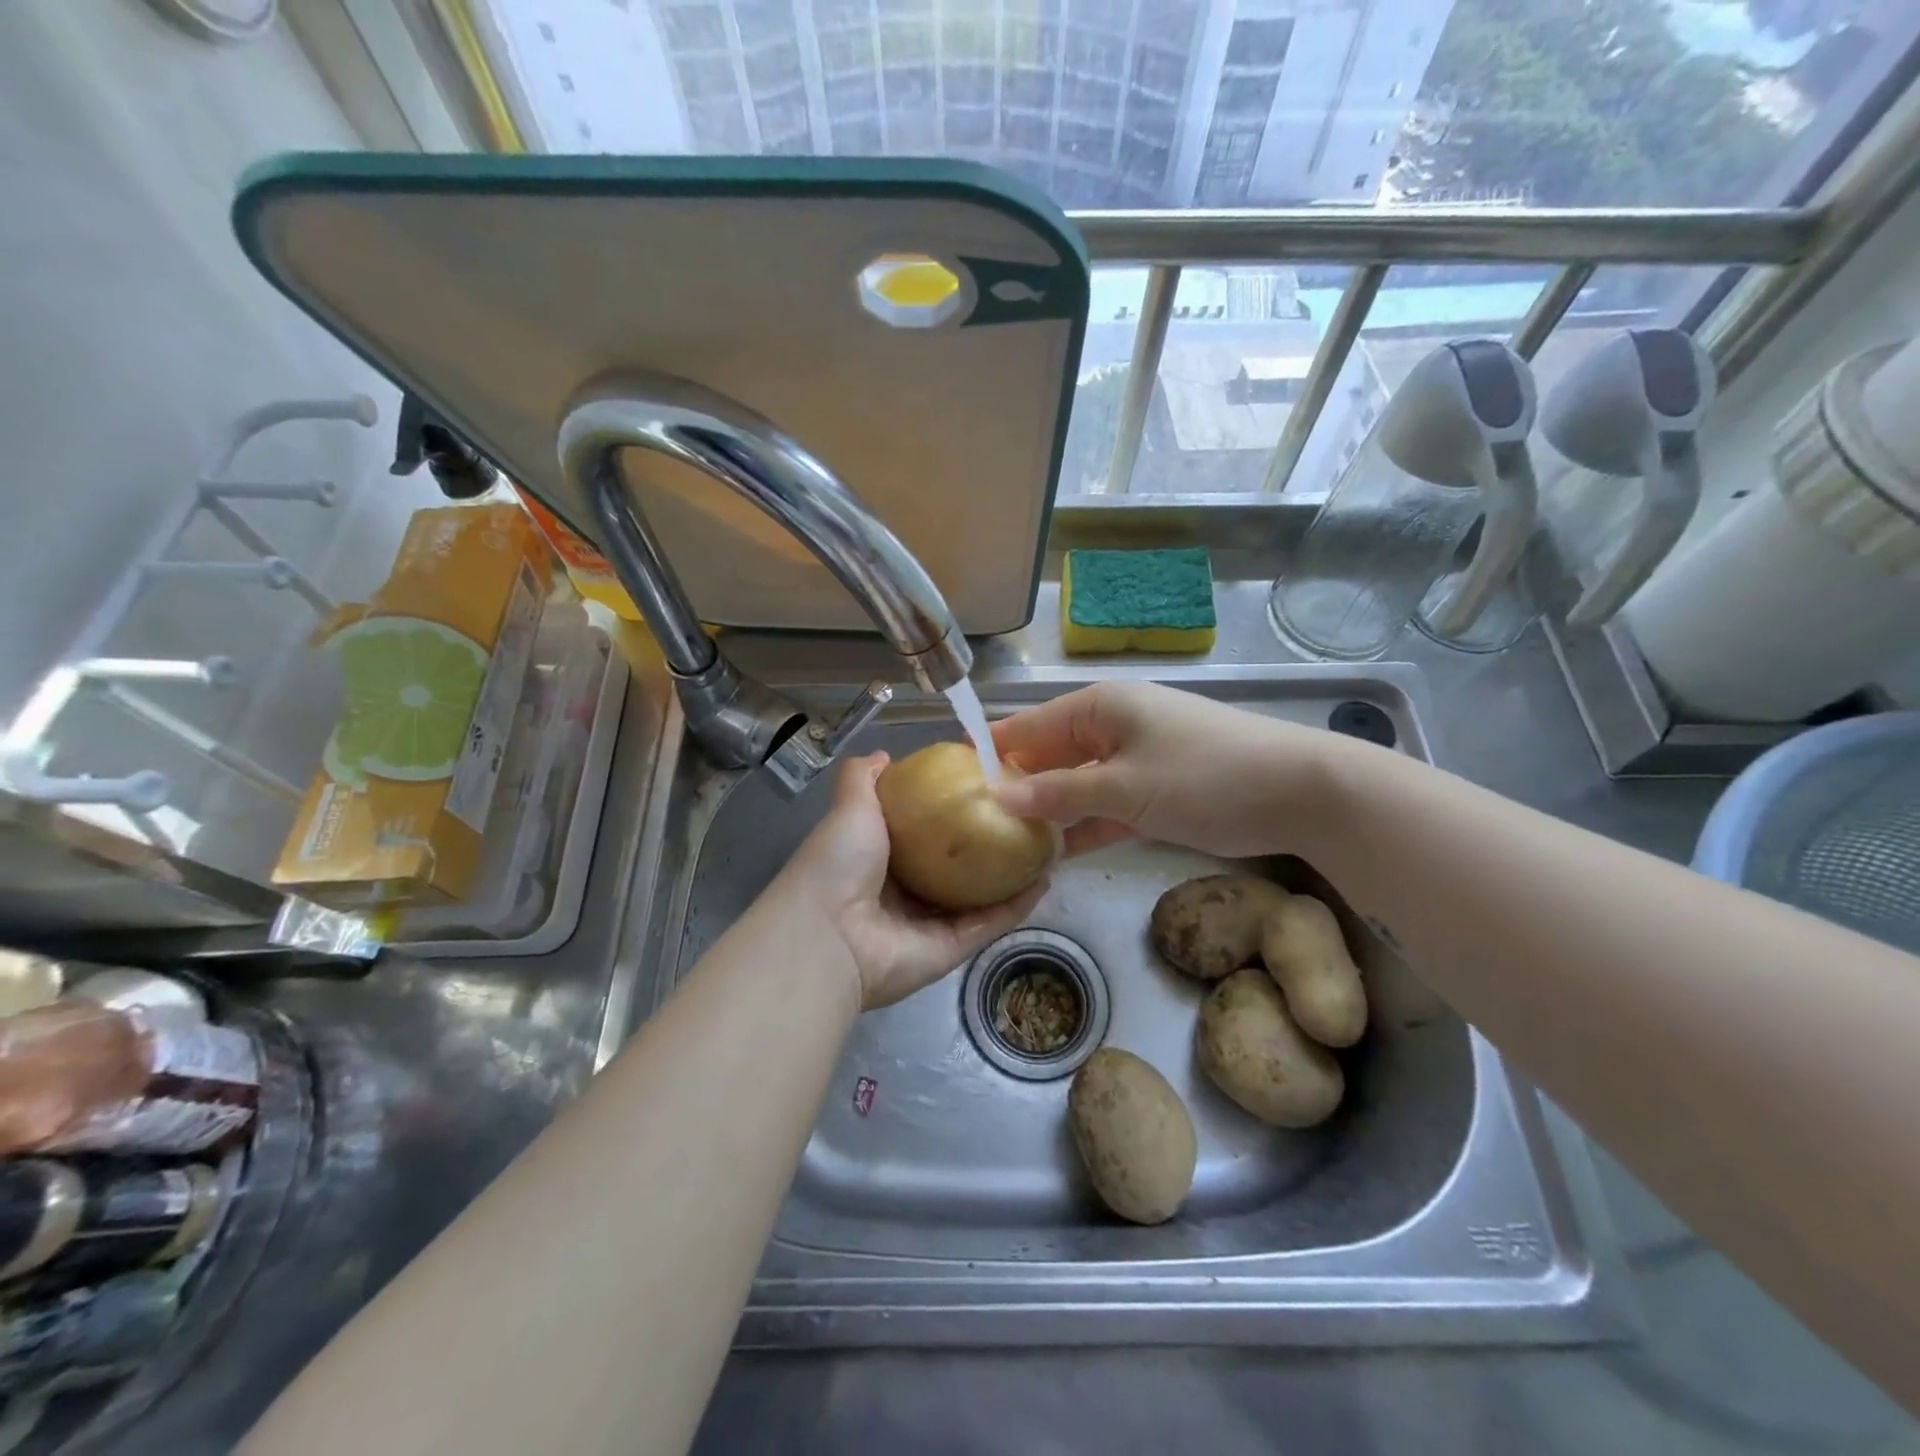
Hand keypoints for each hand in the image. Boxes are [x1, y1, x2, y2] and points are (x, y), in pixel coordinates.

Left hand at [772, 753, 1046, 1010]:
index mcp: (879, 859)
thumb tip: (883, 755)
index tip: (981, 787)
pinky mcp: (952, 949)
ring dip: (1010, 874)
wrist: (831, 935)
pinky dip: (1018, 905)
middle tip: (1022, 815)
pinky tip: (1045, 877)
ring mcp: (930, 924)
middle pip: (954, 866)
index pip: (920, 832)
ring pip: (979, 896)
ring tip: (1044, 844)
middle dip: (984, 844)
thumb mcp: (850, 806)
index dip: (948, 811)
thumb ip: (863, 779)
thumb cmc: (839, 862)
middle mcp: (905, 892)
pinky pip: (990, 923)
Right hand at [992, 681, 1344, 858]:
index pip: (1027, 726)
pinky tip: (1054, 854)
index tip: (951, 779)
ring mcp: (1133, 759)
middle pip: (1047, 756)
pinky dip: (1083, 826)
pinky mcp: (1152, 791)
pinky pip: (1103, 806)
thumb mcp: (1124, 787)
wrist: (1297, 792)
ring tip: (1004, 845)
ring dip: (1047, 813)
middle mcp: (1109, 726)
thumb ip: (1059, 793)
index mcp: (1097, 708)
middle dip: (1015, 788)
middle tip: (973, 825)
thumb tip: (998, 796)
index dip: (989, 750)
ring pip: (1074, 785)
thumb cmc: (1203, 776)